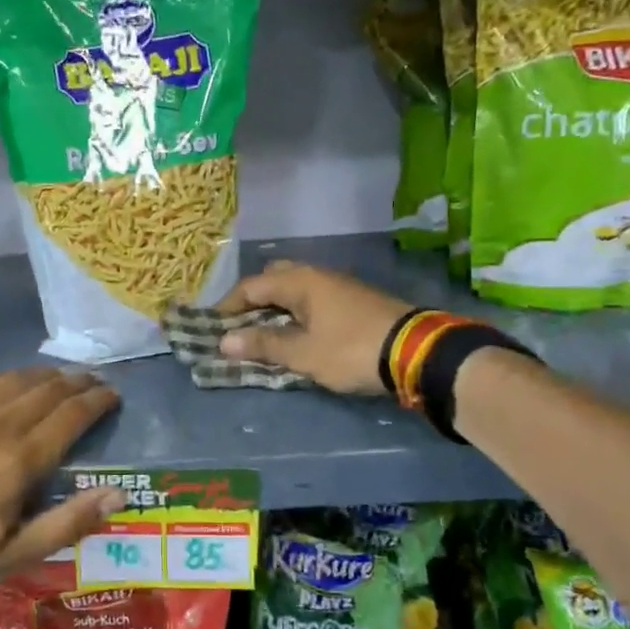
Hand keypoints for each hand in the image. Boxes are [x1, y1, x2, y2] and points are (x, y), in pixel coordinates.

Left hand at [0, 369, 122, 593]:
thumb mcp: (13, 555)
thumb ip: (68, 522)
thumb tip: (119, 494)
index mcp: (21, 458)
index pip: (72, 415)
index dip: (97, 401)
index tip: (113, 395)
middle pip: (48, 389)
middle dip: (77, 382)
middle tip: (93, 381)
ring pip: (16, 378)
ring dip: (45, 375)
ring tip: (60, 376)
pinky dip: (6, 376)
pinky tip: (10, 380)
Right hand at [216, 261, 413, 395]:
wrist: (416, 351)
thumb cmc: (351, 350)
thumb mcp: (304, 353)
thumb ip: (264, 345)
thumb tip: (225, 341)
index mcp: (299, 281)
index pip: (251, 286)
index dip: (228, 306)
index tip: (213, 327)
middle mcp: (317, 275)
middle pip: (274, 279)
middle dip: (253, 300)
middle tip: (240, 326)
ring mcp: (339, 285)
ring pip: (296, 289)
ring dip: (276, 307)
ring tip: (265, 333)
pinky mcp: (355, 300)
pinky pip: (313, 299)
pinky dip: (297, 312)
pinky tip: (298, 333)